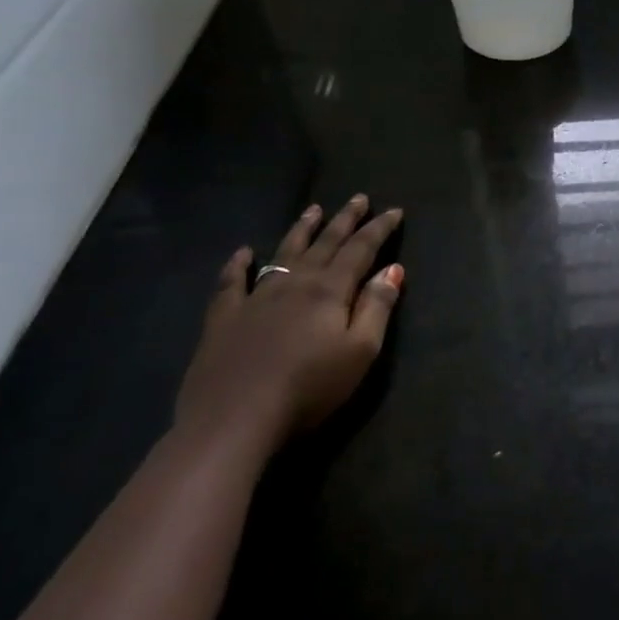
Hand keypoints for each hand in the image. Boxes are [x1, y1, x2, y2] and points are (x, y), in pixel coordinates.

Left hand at [177, 195, 404, 455]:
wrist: (233, 421)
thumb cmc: (309, 388)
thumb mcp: (360, 352)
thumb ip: (377, 307)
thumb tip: (393, 269)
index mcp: (329, 290)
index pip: (360, 250)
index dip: (379, 229)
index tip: (394, 211)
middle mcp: (294, 284)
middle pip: (324, 244)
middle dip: (345, 220)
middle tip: (358, 198)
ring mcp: (255, 298)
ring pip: (283, 254)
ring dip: (301, 230)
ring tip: (313, 209)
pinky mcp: (224, 319)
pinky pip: (231, 282)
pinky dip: (238, 264)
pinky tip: (243, 252)